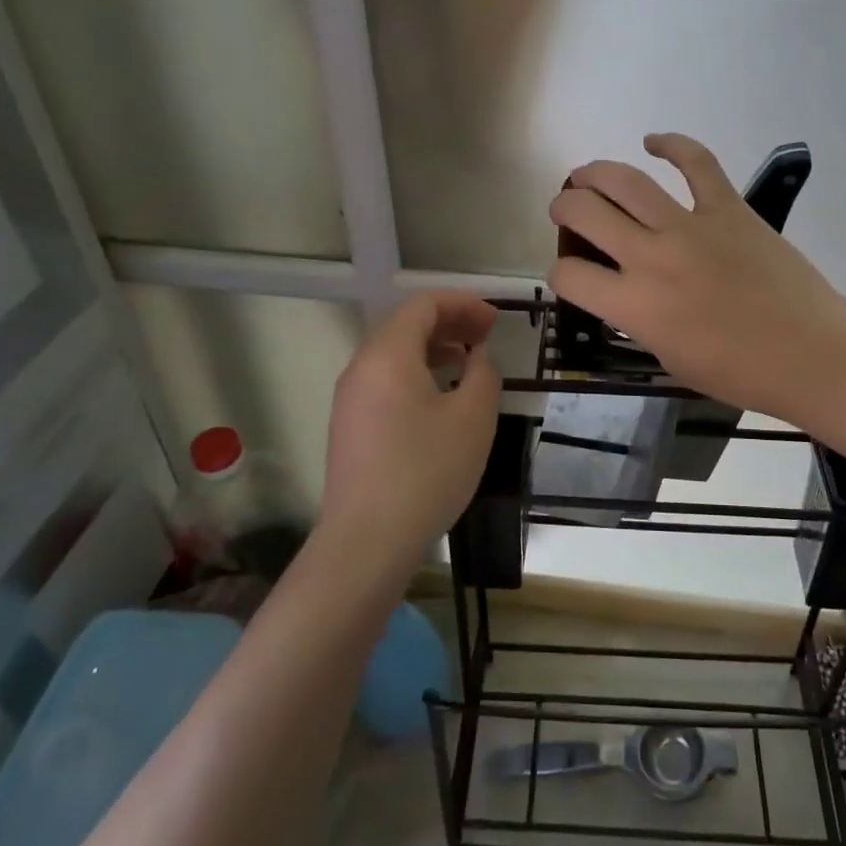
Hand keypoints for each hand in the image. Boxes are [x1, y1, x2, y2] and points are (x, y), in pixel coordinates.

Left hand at [320, 291, 500, 570]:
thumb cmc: (426, 471)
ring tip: (468, 362)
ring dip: (433, 348)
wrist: (367, 541)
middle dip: (449, 323)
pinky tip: (441, 397)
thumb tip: (476, 358)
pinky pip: (385, 380)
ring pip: (394, 354)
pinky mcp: (350, 426)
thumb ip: (483, 374)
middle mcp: (361, 367)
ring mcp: (350, 398)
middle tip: (486, 336)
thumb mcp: (473, 418)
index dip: (463, 304)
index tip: (495, 320)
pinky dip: (416, 372)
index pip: (423, 305)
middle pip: (405, 325)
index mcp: (387, 355)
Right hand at [547, 133, 845, 424]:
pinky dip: (671, 144)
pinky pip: (696, 162)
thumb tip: (626, 291)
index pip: (570, 275)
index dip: (560, 273)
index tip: (571, 273)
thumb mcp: (669, 357)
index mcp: (636, 305)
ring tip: (586, 176)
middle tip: (565, 210)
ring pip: (626, 180)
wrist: (811, 355)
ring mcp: (691, 226)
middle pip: (586, 212)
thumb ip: (638, 318)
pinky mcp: (729, 208)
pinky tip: (653, 141)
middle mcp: (652, 257)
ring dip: (595, 173)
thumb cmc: (739, 373)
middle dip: (564, 207)